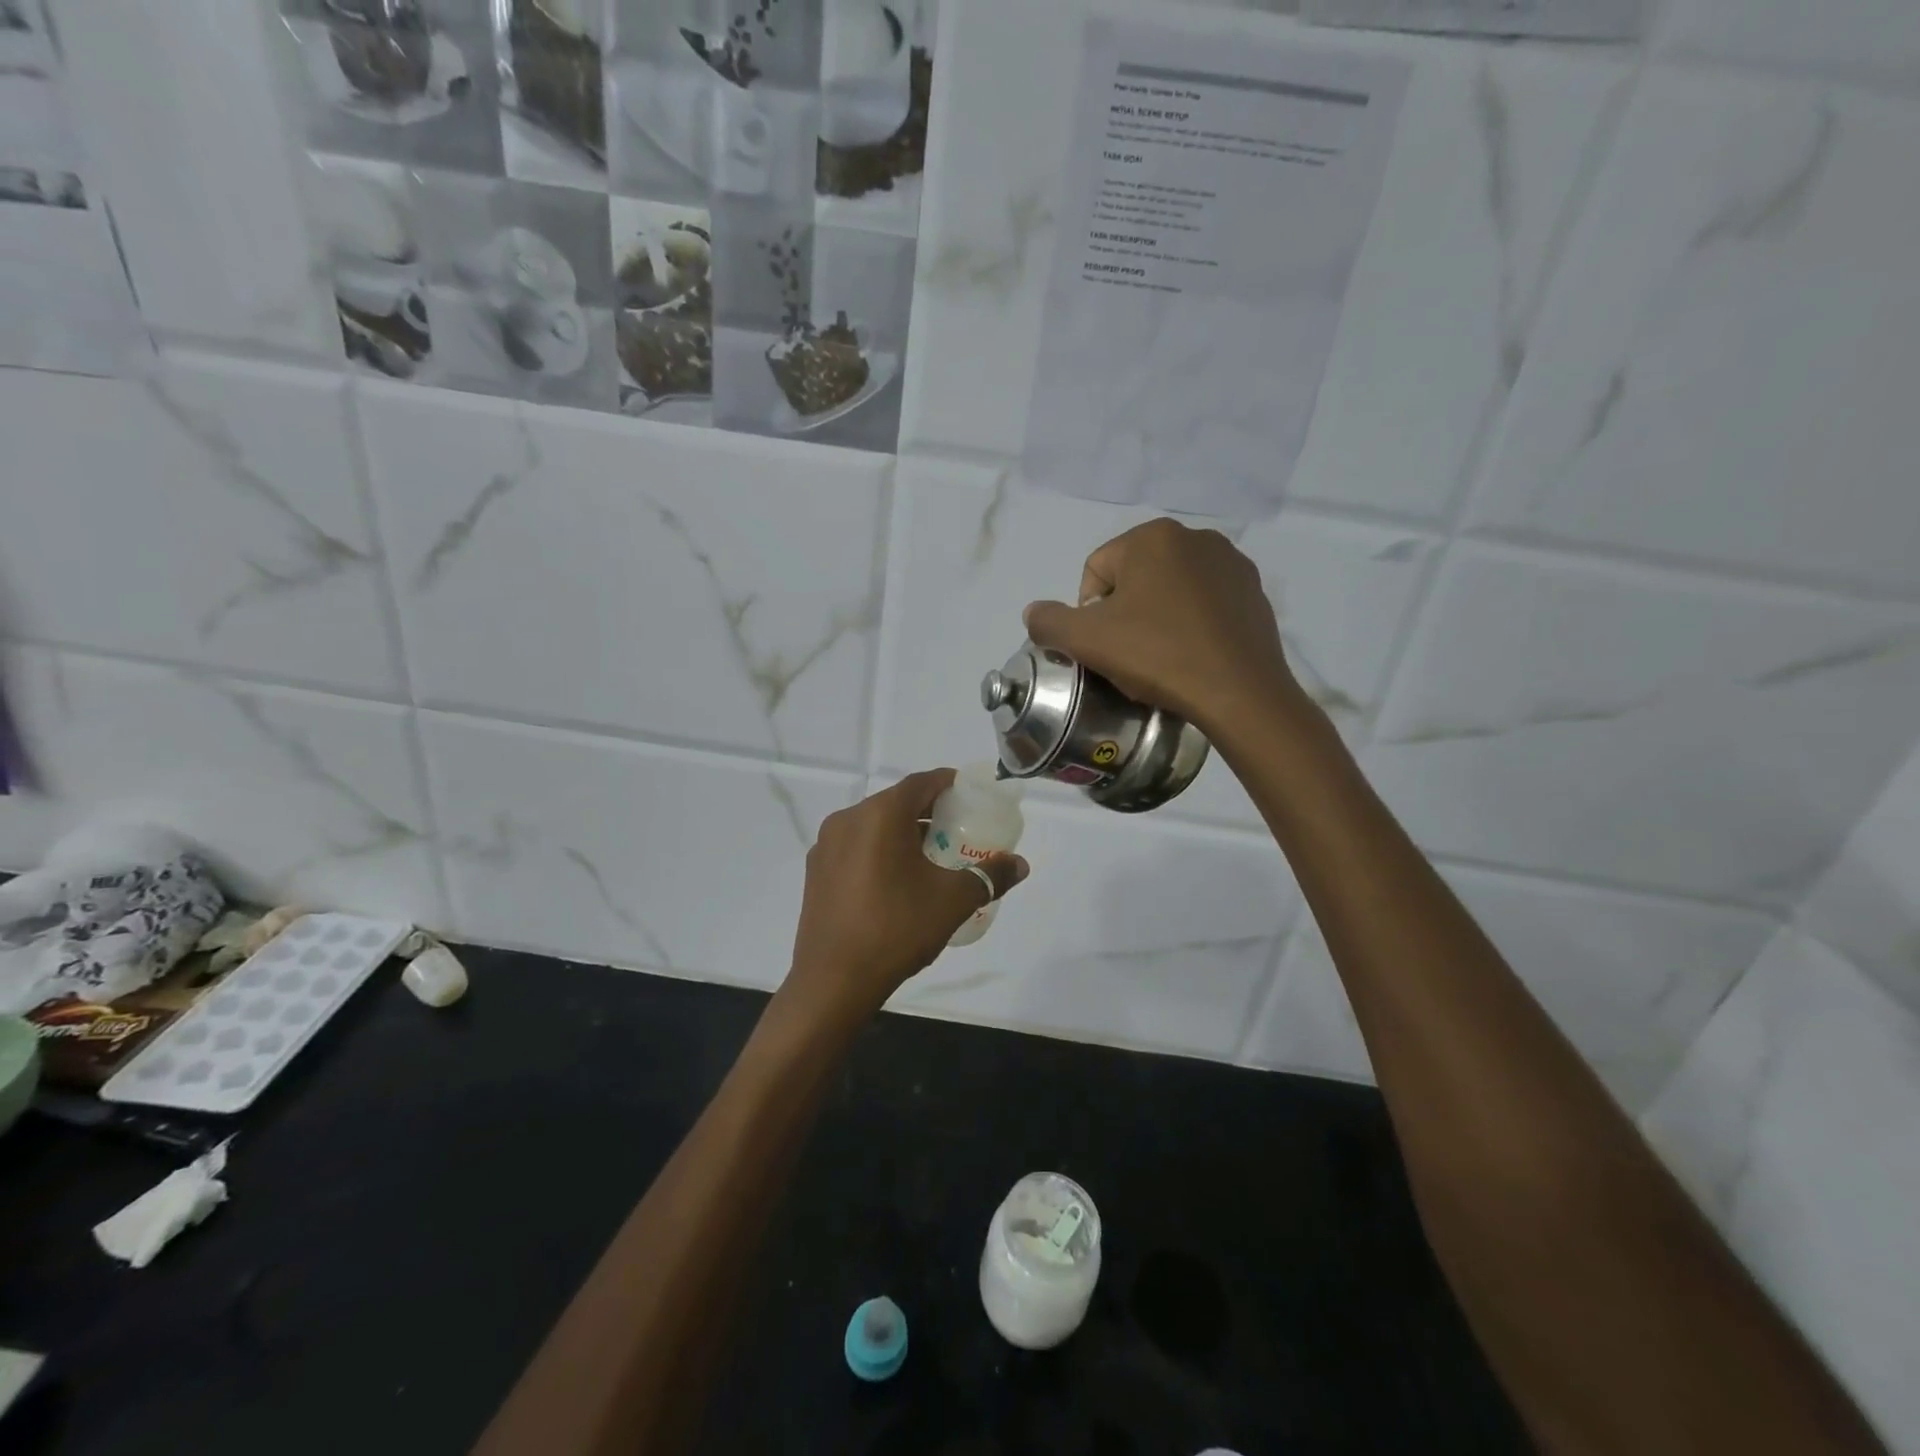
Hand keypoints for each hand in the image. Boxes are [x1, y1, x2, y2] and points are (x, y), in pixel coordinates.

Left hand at [784, 770, 1027, 1024]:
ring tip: (930, 856)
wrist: (834, 980)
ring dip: (902, 832)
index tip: (970, 795)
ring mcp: (826, 846)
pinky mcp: (815, 871)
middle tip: (957, 829)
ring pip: (873, 825)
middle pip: (895, 802)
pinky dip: (879, 850)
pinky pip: (855, 846)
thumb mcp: (952, 901)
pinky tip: (896, 880)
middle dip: (927, 811)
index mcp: (879, 815)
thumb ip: (989, 875)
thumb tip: (1020, 864)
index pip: (920, 783)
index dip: (948, 784)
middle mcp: (848, 820)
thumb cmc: (897, 929)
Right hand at [1023, 518, 1306, 737]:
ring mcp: (1230, 563)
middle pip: (1134, 578)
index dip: (1089, 613)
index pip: (1096, 571)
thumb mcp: (1087, 641)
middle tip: (1130, 655)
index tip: (1105, 647)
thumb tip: (1034, 612)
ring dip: (1156, 618)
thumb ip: (1049, 622)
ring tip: (1162, 657)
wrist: (1238, 692)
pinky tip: (1192, 655)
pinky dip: (1190, 624)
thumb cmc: (1158, 656)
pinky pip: (1204, 604)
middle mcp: (1195, 537)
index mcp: (1152, 537)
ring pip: (1170, 590)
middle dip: (1124, 614)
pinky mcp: (1253, 592)